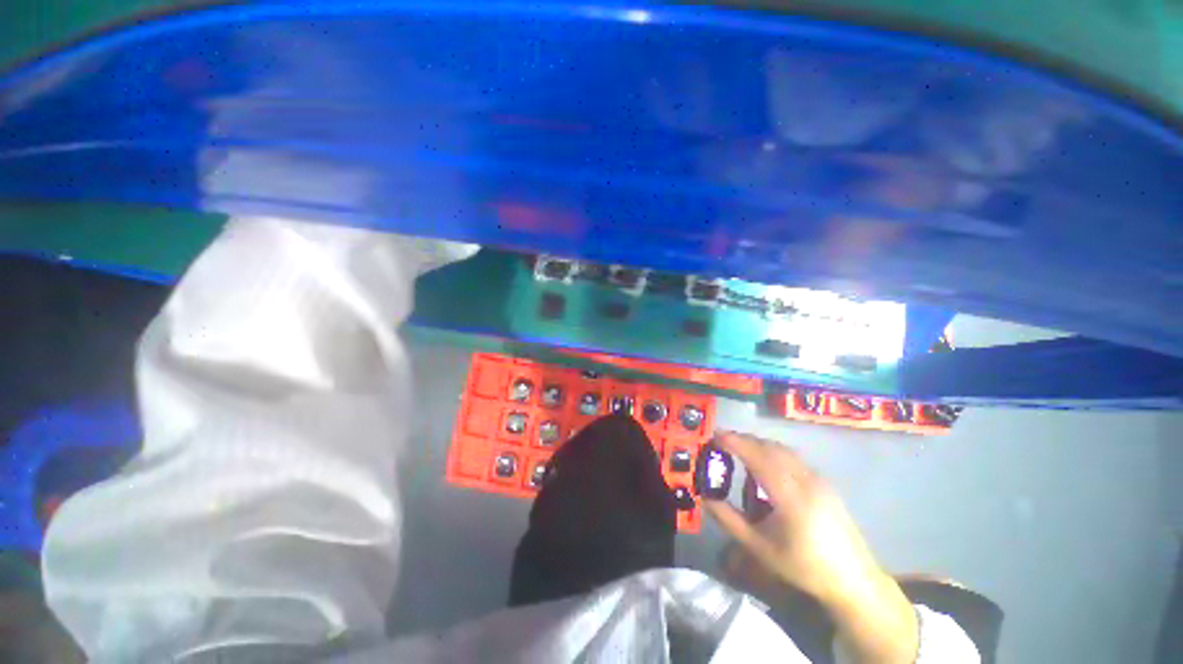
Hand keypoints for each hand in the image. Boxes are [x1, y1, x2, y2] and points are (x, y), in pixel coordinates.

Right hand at [703, 432, 918, 662]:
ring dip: (758, 445)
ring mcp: (817, 479)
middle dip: (743, 440)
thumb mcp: (759, 547)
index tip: (714, 436)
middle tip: (721, 442)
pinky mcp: (824, 482)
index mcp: (789, 496)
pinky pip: (792, 458)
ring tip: (738, 451)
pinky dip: (772, 453)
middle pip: (769, 447)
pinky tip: (764, 467)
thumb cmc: (803, 566)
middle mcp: (805, 480)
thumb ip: (729, 520)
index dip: (734, 442)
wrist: (853, 579)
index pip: (757, 456)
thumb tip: (704, 496)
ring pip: (782, 450)